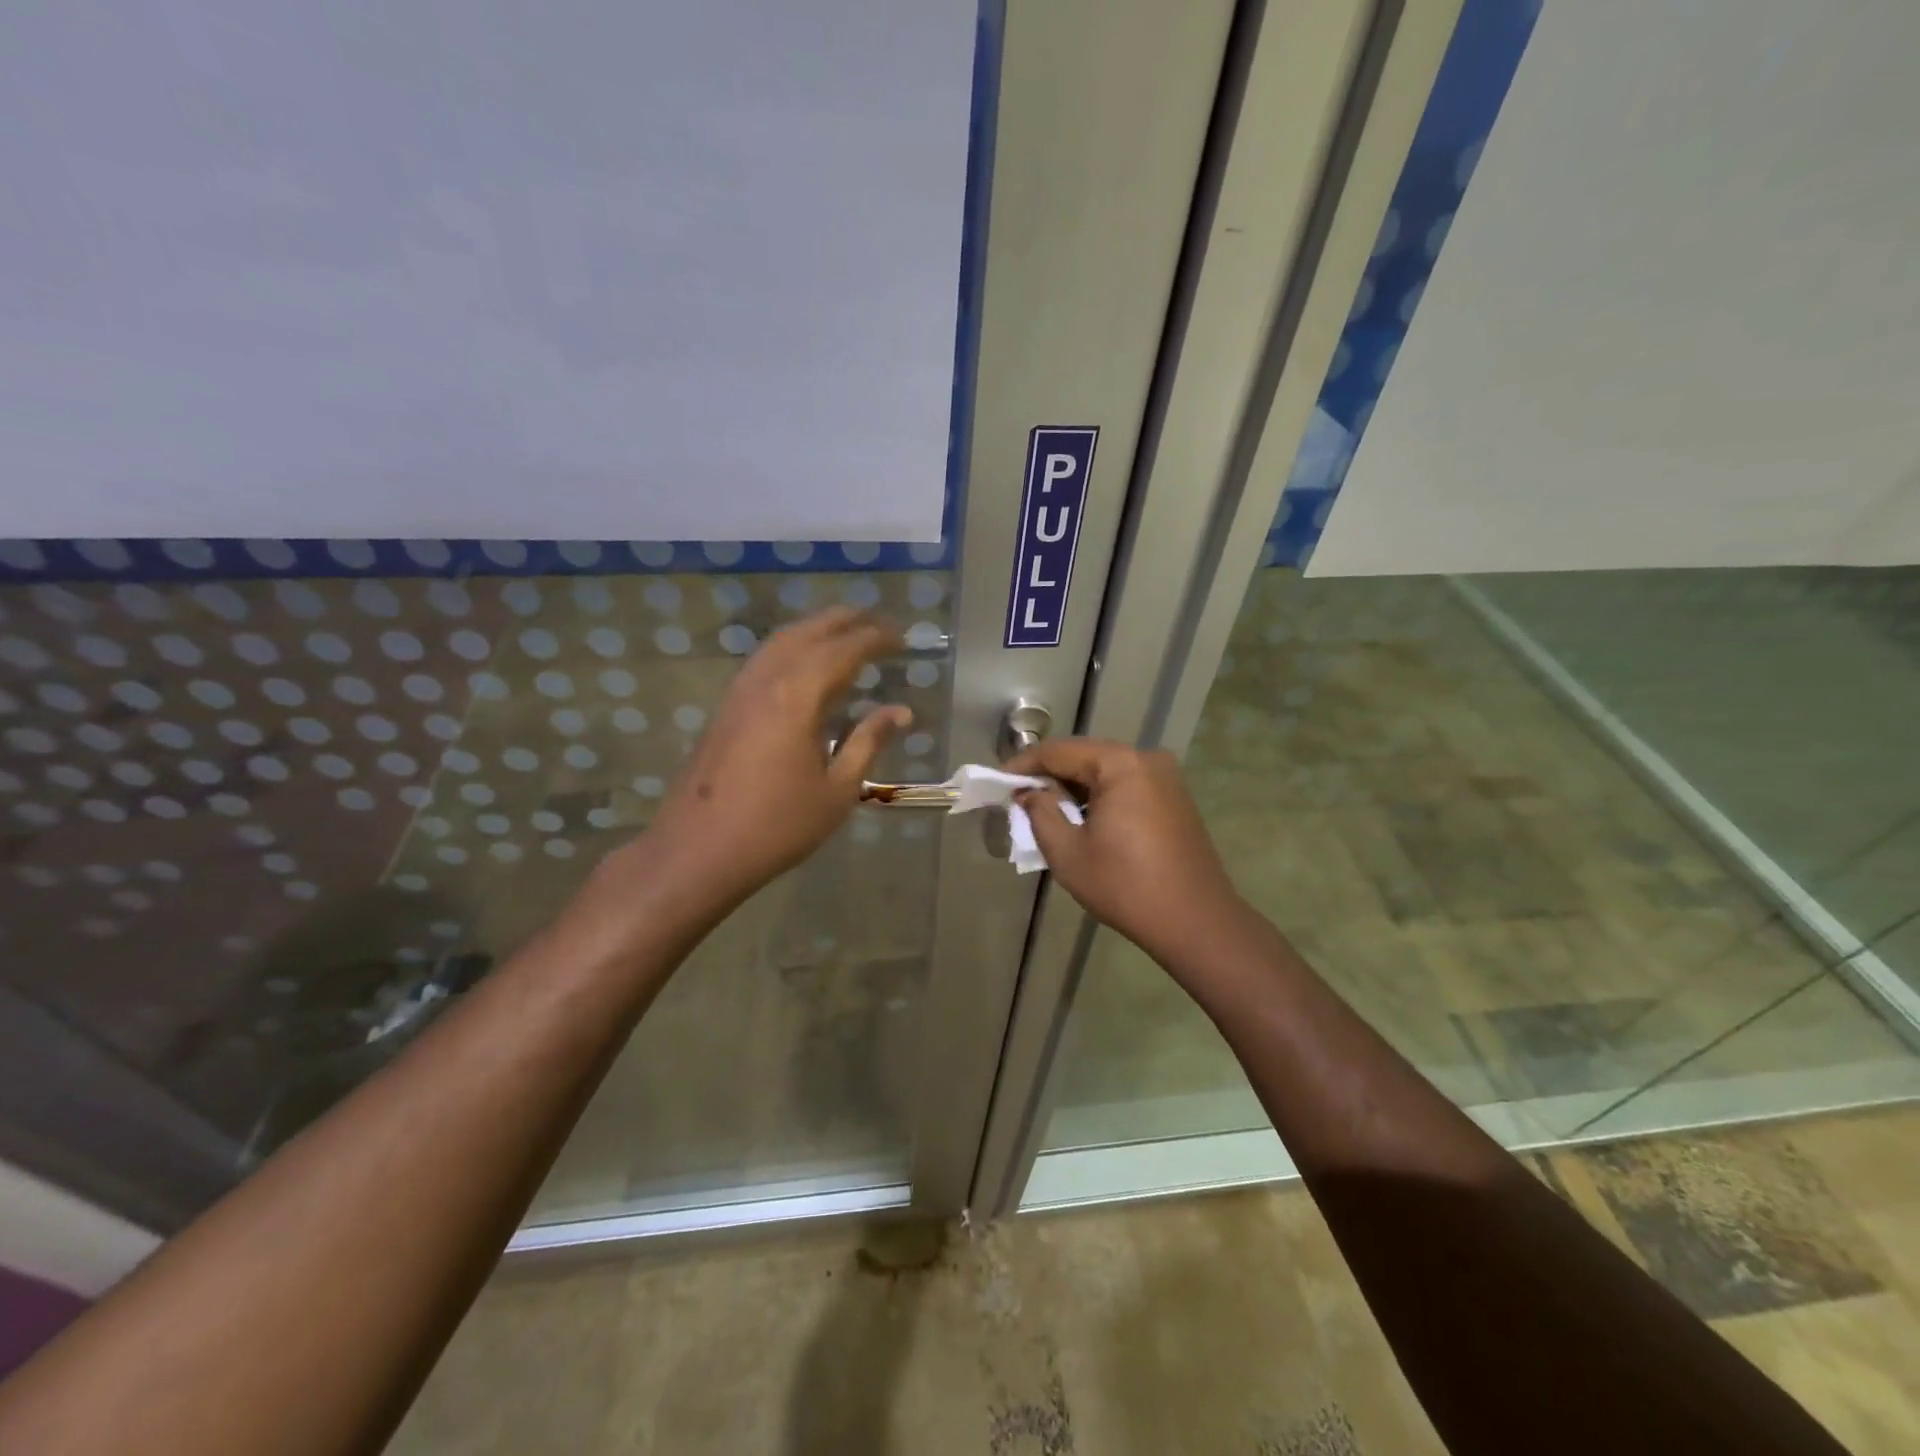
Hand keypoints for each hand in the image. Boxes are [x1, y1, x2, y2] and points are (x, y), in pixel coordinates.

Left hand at [646, 608, 909, 906]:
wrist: (698, 850)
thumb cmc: (778, 826)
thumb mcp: (837, 790)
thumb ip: (868, 742)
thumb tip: (900, 711)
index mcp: (798, 697)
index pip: (844, 650)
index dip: (875, 638)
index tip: (902, 637)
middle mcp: (766, 681)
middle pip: (808, 632)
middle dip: (845, 621)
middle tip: (878, 622)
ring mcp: (740, 691)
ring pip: (780, 641)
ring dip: (816, 629)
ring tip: (845, 633)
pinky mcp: (726, 707)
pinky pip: (764, 659)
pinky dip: (792, 647)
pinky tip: (804, 665)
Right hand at [1004, 738, 1245, 963]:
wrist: (1195, 921)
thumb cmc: (1125, 886)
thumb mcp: (1068, 852)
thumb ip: (1041, 813)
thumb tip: (1030, 793)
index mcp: (1120, 764)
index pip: (1059, 751)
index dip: (1023, 765)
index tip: (997, 782)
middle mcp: (1146, 759)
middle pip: (1084, 757)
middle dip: (1049, 776)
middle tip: (1018, 798)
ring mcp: (1166, 778)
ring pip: (1105, 772)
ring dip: (1074, 788)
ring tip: (1045, 811)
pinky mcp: (1174, 798)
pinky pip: (1126, 786)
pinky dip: (1099, 797)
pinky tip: (1082, 819)